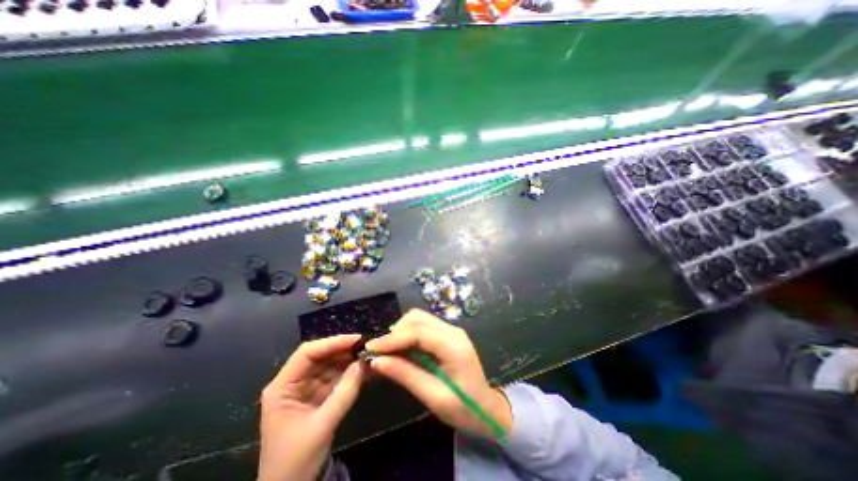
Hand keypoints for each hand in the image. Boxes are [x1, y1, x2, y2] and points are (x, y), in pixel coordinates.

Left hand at [253, 334, 360, 479]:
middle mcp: (293, 382)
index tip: (356, 339)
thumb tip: (363, 363)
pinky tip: (364, 369)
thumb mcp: (322, 426)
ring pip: (330, 365)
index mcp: (282, 387)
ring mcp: (306, 388)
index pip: (307, 353)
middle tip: (367, 346)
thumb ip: (344, 393)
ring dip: (349, 360)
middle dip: (343, 350)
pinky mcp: (317, 396)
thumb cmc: (295, 461)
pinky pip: (335, 377)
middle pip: (320, 356)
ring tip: (369, 355)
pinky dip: (350, 373)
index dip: (332, 342)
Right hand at [368, 310, 511, 438]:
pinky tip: (402, 349)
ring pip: (419, 319)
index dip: (392, 338)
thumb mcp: (434, 397)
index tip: (370, 348)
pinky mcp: (448, 334)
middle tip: (379, 352)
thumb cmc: (464, 408)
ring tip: (389, 351)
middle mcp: (453, 330)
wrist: (487, 408)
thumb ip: (406, 375)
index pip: (418, 332)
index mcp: (453, 345)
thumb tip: (377, 361)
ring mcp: (451, 330)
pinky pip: (423, 326)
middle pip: (417, 318)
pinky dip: (409, 334)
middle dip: (395, 332)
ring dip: (401, 331)